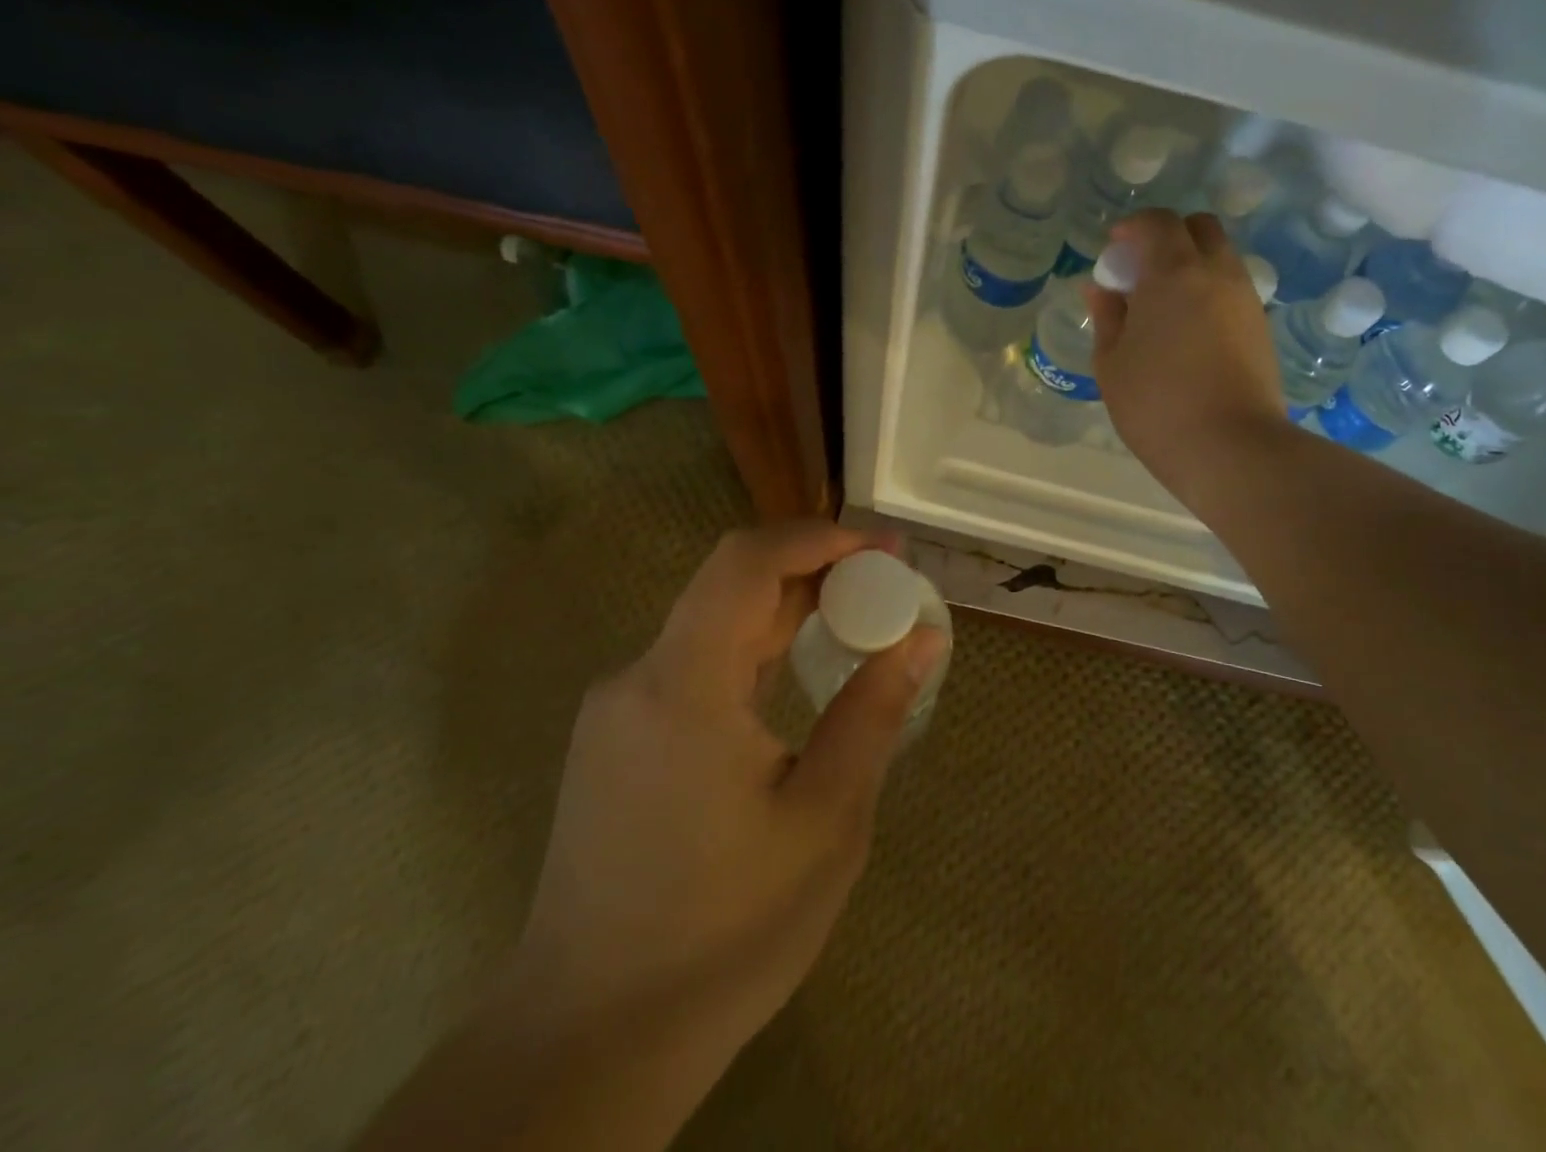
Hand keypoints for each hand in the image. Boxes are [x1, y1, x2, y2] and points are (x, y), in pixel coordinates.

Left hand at [507, 520, 943, 1078]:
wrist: (590, 1042)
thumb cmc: (724, 934)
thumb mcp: (825, 821)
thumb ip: (874, 712)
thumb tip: (922, 635)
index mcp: (684, 686)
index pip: (748, 562)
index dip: (819, 538)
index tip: (884, 550)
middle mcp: (638, 678)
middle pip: (731, 585)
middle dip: (814, 572)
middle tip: (886, 586)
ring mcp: (618, 710)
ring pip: (712, 624)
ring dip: (785, 611)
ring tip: (856, 624)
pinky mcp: (615, 740)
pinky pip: (693, 664)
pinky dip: (753, 650)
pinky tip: (795, 678)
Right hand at [1087, 209, 1287, 500]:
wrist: (1231, 448)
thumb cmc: (1157, 404)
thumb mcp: (1112, 363)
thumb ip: (1107, 317)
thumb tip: (1102, 289)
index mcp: (1174, 273)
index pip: (1158, 222)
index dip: (1133, 227)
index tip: (1114, 248)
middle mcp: (1217, 273)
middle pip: (1199, 228)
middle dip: (1169, 236)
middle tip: (1142, 271)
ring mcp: (1245, 299)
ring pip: (1220, 257)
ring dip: (1191, 264)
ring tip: (1163, 306)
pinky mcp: (1261, 326)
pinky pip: (1232, 288)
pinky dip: (1209, 291)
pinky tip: (1188, 329)